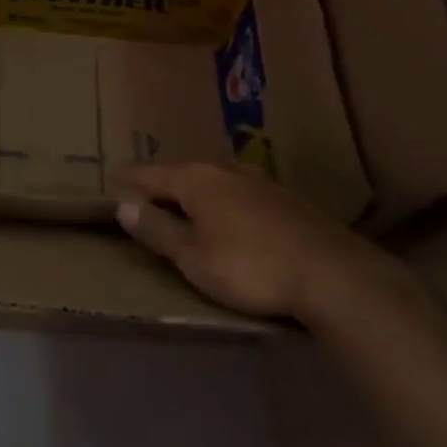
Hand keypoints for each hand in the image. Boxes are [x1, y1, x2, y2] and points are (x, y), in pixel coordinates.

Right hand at [115, 162, 392, 321]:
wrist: (334, 275)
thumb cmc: (250, 267)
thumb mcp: (193, 258)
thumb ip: (158, 230)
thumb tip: (124, 206)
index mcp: (196, 179)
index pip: (150, 174)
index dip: (129, 180)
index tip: (112, 180)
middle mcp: (225, 170)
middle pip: (183, 174)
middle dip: (163, 185)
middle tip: (146, 197)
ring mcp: (260, 182)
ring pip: (216, 182)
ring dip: (197, 194)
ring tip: (186, 207)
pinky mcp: (287, 200)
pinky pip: (241, 194)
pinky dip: (225, 204)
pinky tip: (231, 220)